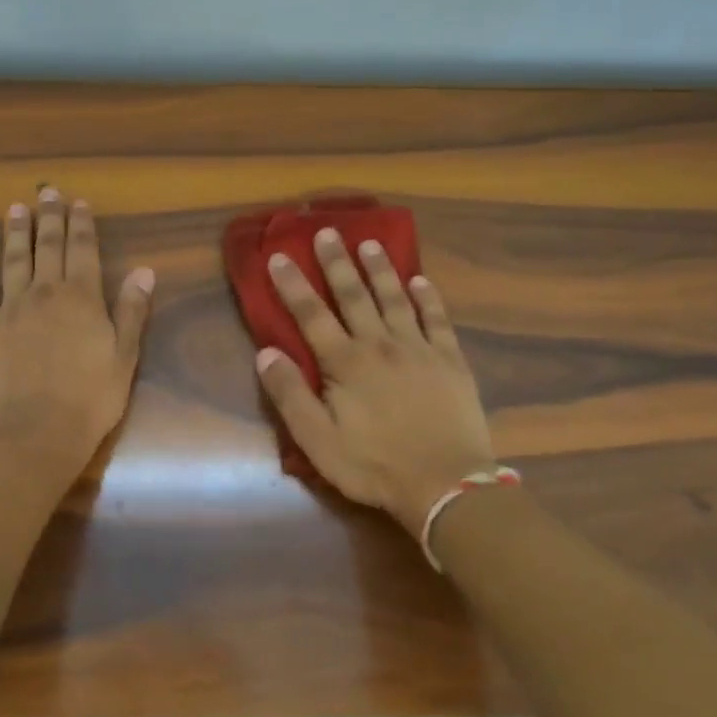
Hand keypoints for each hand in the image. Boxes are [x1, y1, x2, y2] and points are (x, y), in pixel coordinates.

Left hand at [0, 188, 153, 466]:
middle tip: (47, 192)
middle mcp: (45, 292)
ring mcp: (11, 308)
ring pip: (13, 259)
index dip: (82, 224)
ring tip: (16, 209)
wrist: (38, 430)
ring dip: (15, 232)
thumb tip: (144, 269)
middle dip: (49, 217)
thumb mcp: (124, 355)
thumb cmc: (91, 397)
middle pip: (47, 245)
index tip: (79, 202)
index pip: (83, 249)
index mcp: (82, 297)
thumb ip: (132, 310)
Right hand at [256, 229, 497, 534]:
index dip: (293, 285)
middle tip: (327, 231)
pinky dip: (428, 298)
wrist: (446, 485)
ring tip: (370, 243)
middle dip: (337, 262)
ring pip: (395, 299)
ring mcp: (419, 349)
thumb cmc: (375, 466)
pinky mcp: (450, 361)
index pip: (311, 315)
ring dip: (380, 270)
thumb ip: (290, 395)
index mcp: (345, 363)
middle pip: (354, 296)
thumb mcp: (318, 441)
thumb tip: (266, 353)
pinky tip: (421, 281)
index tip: (279, 256)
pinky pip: (437, 320)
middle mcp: (380, 345)